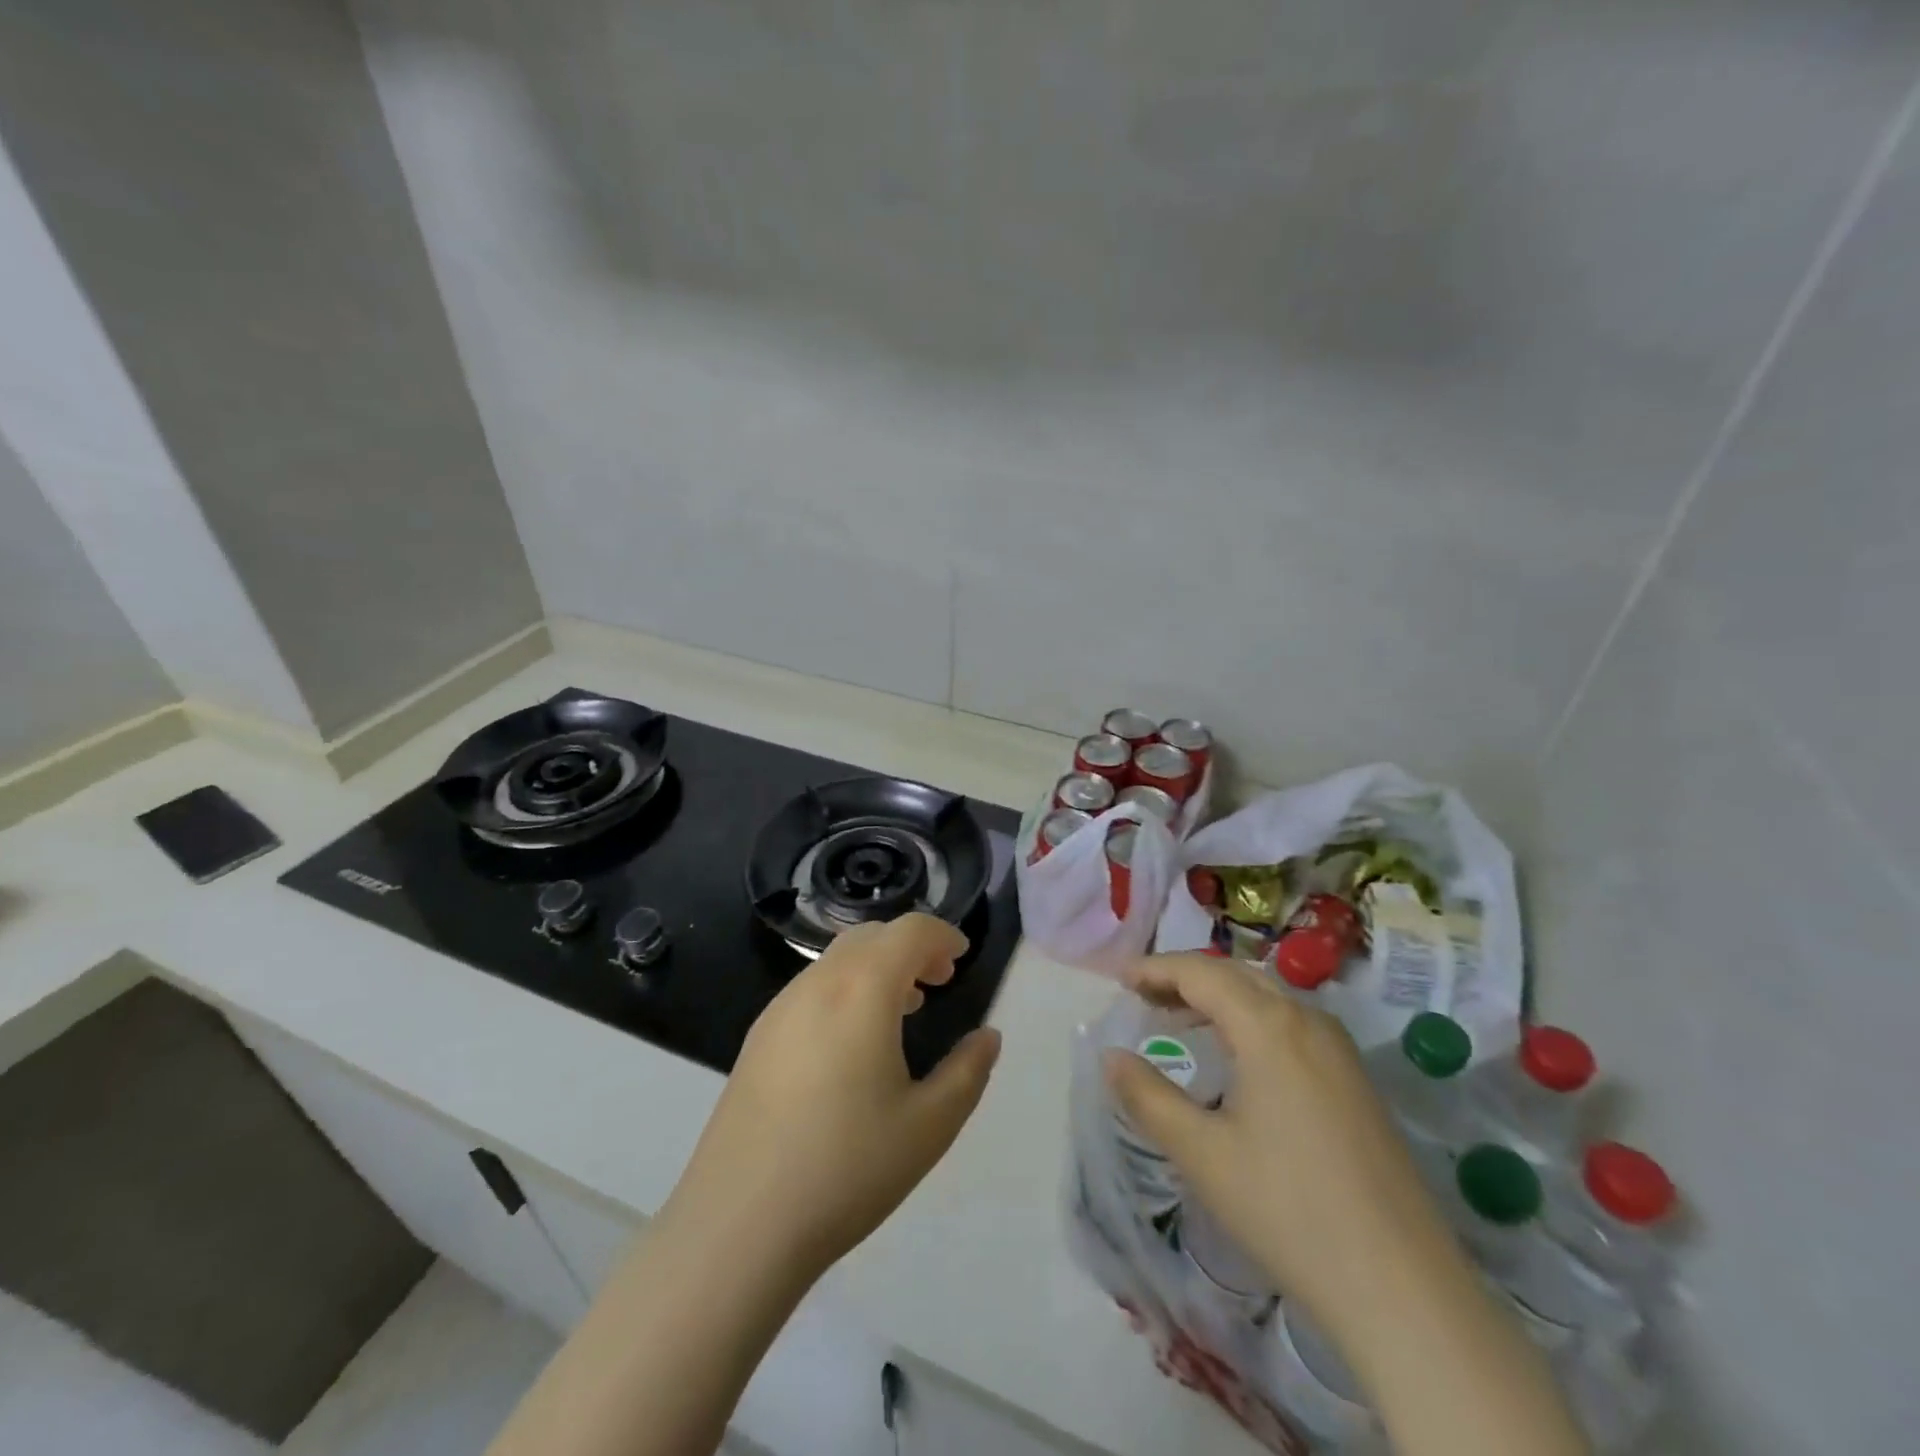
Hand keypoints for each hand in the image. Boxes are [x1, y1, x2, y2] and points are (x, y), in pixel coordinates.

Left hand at [666, 914, 1001, 1279]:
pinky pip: (811, 988)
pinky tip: (852, 1043)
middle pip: (871, 936)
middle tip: (937, 982)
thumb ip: (968, 1071)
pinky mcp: (758, 1037)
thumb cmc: (847, 1168)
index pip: (909, 932)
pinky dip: (845, 988)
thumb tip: (988, 1036)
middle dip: (910, 947)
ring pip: (837, 960)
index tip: (962, 959)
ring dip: (876, 966)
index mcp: (862, 990)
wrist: (739, 1224)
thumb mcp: (930, 1125)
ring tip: (902, 1009)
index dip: (942, 935)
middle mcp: (818, 984)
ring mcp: (780, 1008)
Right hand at [1103, 953, 1458, 1337]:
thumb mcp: (1202, 1154)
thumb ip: (1148, 1097)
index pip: (1202, 973)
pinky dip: (1252, 1019)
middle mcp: (1308, 1022)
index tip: (1120, 979)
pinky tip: (1239, 1056)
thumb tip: (1110, 1057)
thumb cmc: (1288, 1210)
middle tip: (1144, 996)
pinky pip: (1292, 1023)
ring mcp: (1340, 1051)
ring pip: (1269, 996)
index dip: (1156, 969)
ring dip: (1221, 996)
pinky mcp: (1356, 1081)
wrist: (1403, 1289)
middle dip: (1186, 977)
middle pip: (1237, 975)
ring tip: (1182, 1019)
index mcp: (1270, 1027)